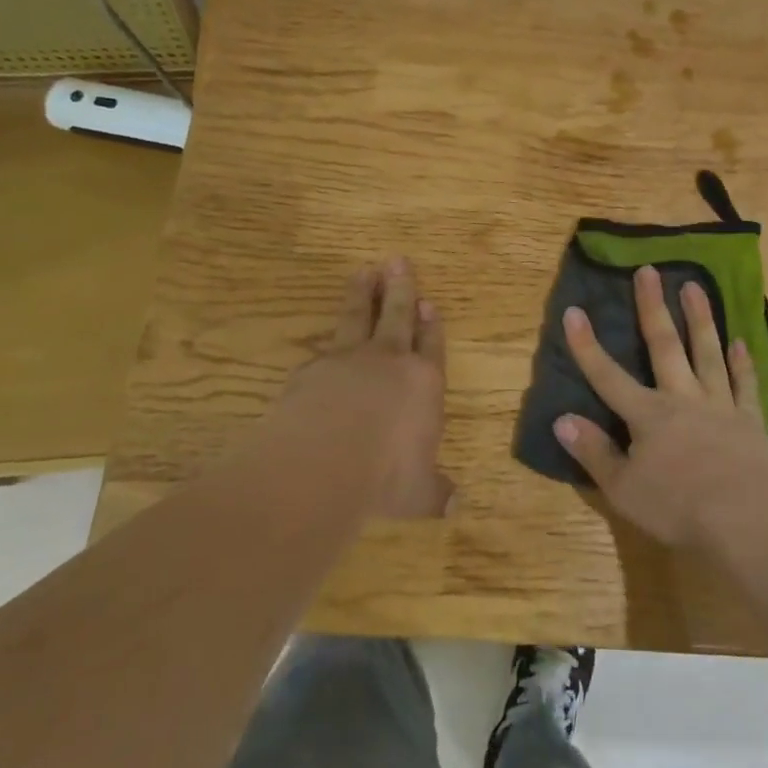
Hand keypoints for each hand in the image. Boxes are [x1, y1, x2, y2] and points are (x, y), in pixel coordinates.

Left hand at [282, 258, 452, 518]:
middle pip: (397, 315)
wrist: (323, 460)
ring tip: (364, 271)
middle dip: (400, 289)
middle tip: (398, 262)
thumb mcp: (418, 493)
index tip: (429, 303)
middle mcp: (388, 362)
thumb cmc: (385, 474)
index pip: (430, 345)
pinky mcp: (311, 370)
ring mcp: (347, 361)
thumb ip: (434, 494)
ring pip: (358, 317)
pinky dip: (328, 340)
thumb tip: (456, 506)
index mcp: (423, 383)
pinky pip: (324, 347)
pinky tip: (324, 339)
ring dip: (363, 294)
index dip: (430, 325)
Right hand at [556, 264, 767, 549]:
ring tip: (695, 286)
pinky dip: (742, 363)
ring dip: (700, 319)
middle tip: (649, 270)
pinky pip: (744, 384)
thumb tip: (561, 420)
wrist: (746, 519)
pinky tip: (740, 342)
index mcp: (647, 415)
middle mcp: (681, 398)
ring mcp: (718, 405)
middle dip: (652, 307)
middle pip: (664, 346)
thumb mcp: (623, 489)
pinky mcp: (748, 420)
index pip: (608, 376)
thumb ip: (594, 453)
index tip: (573, 311)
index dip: (587, 346)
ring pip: (707, 353)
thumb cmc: (678, 506)